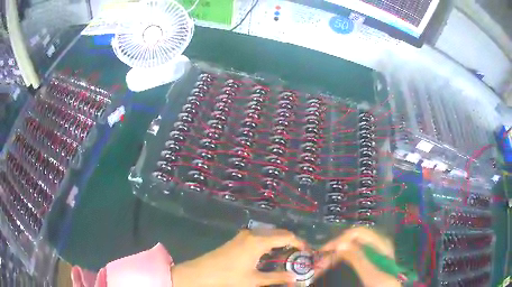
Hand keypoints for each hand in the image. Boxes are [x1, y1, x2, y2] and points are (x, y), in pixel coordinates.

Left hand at [172, 228, 306, 286]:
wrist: (201, 273)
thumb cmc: (228, 277)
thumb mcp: (254, 280)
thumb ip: (276, 277)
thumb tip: (295, 277)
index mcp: (258, 241)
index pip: (287, 236)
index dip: (300, 243)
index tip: (308, 251)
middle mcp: (252, 234)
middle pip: (278, 232)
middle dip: (291, 241)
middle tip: (300, 254)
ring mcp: (243, 235)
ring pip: (269, 234)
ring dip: (280, 241)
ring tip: (288, 255)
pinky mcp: (238, 239)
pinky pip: (259, 236)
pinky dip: (269, 242)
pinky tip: (270, 254)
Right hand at [314, 227, 400, 286]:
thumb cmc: (382, 283)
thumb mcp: (369, 272)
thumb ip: (357, 258)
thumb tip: (340, 244)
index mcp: (380, 242)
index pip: (358, 233)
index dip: (342, 239)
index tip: (326, 250)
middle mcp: (376, 243)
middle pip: (354, 238)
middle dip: (337, 246)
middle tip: (322, 256)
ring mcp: (373, 250)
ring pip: (351, 246)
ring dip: (337, 252)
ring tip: (325, 260)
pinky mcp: (369, 258)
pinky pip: (353, 253)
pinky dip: (342, 257)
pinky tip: (334, 262)